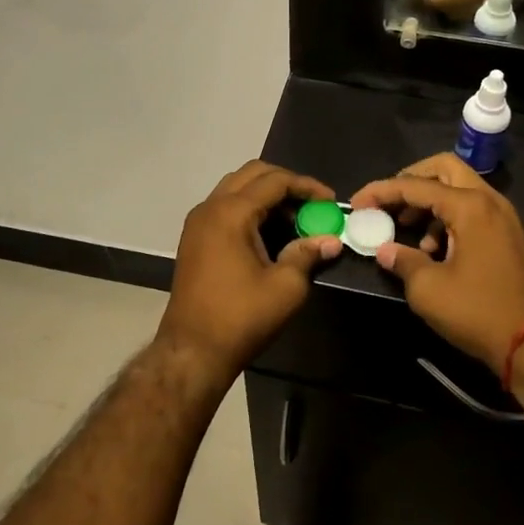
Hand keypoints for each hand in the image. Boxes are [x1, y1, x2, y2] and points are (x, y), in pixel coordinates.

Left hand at [157, 161, 340, 386]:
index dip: (307, 187)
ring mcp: (198, 221)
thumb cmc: (241, 317)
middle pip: (253, 174)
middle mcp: (211, 207)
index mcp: (231, 212)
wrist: (192, 350)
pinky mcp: (194, 237)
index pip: (275, 181)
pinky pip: (225, 205)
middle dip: (286, 183)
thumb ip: (308, 254)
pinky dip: (249, 207)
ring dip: (266, 194)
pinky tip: (268, 232)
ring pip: (236, 187)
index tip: (331, 202)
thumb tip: (332, 241)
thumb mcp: (286, 287)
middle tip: (311, 204)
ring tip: (293, 217)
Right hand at [349, 153, 523, 369]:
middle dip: (411, 180)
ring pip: (459, 189)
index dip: (381, 191)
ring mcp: (502, 217)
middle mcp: (489, 201)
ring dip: (429, 202)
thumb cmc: (477, 311)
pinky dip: (448, 218)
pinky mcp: (507, 235)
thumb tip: (384, 250)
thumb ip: (402, 260)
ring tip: (409, 233)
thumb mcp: (427, 288)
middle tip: (388, 202)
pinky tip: (434, 251)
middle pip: (444, 169)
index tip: (357, 203)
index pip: (416, 185)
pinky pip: (471, 210)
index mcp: (469, 206)